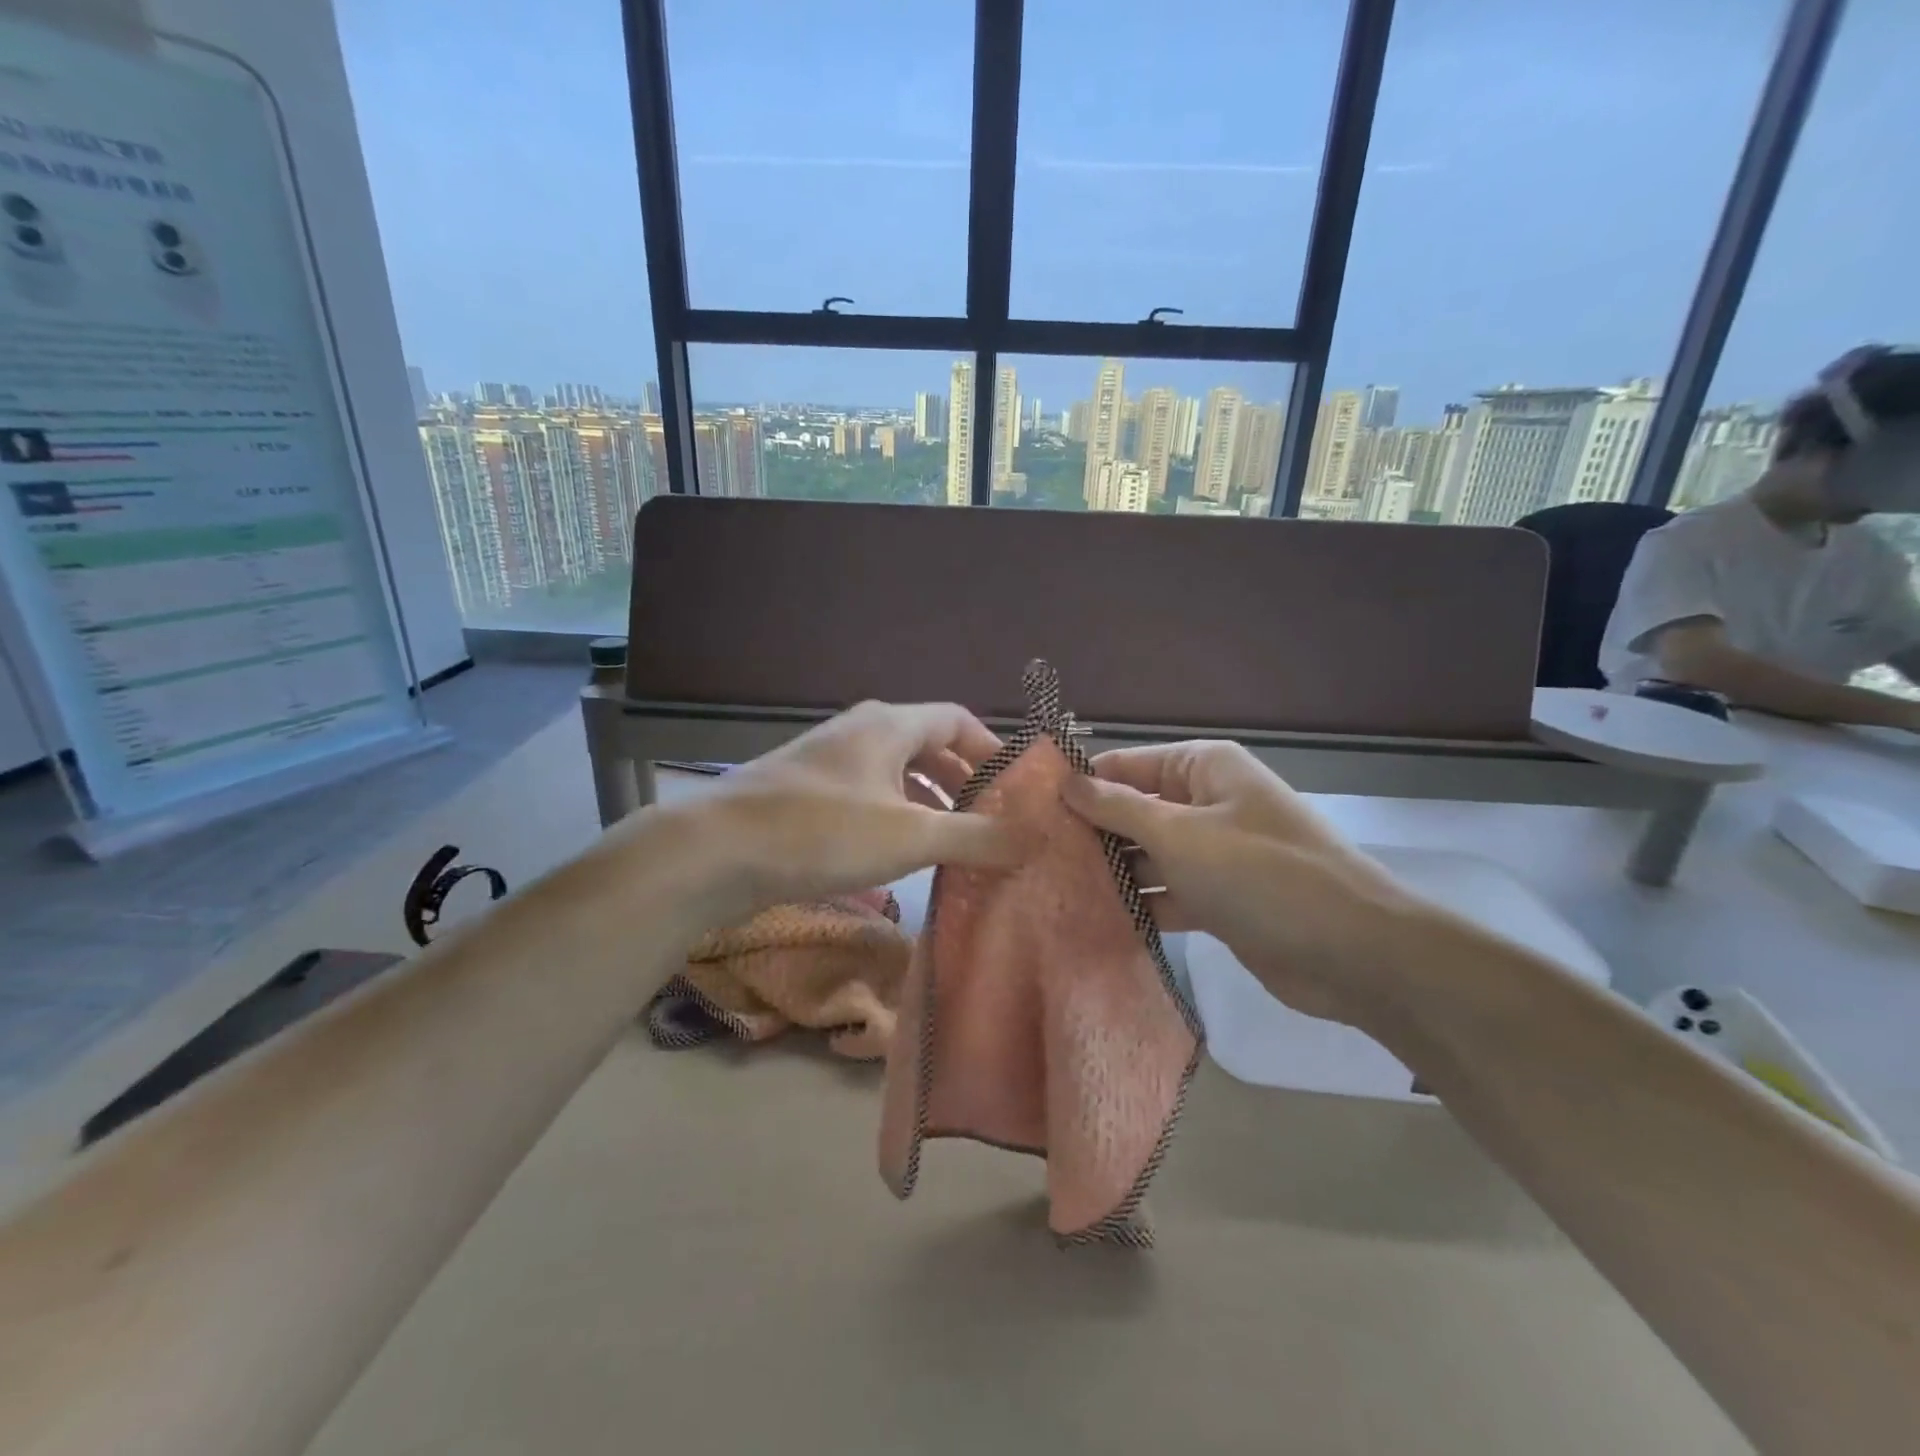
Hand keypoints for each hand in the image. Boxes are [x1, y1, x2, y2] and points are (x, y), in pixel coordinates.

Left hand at [678, 701, 1019, 918]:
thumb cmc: (820, 832)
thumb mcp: (909, 836)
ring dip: (929, 804)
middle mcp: (861, 732)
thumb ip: (976, 836)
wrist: (713, 851)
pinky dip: (895, 819)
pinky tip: (899, 856)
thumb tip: (1036, 837)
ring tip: (954, 843)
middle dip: (964, 782)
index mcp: (889, 725)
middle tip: (992, 822)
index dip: (993, 750)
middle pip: (928, 746)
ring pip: (896, 775)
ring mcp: (829, 762)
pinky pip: (868, 797)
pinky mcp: (806, 794)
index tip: (1019, 789)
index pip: (957, 720)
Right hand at [1060, 741, 1426, 1026]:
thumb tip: (1066, 781)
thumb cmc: (1262, 875)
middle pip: (1133, 811)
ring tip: (1050, 890)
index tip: (1027, 812)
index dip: (1079, 786)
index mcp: (1203, 769)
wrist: (1354, 953)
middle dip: (1090, 834)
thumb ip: (1119, 809)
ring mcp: (1214, 853)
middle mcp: (1206, 803)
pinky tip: (1094, 919)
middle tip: (1029, 859)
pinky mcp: (1219, 898)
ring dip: (1110, 872)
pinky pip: (1167, 891)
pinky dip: (1139, 903)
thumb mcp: (1181, 835)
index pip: (1126, 766)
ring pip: (1148, 855)